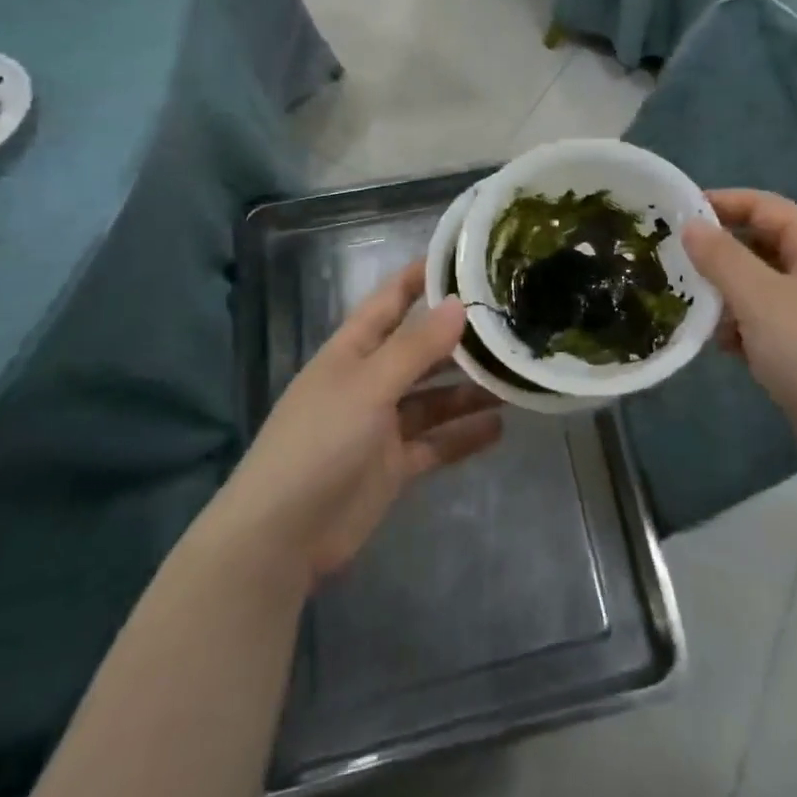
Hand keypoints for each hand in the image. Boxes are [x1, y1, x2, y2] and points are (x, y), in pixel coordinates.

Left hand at [208, 262, 502, 590]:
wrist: (281, 537)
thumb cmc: (320, 443)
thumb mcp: (369, 386)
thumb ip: (416, 347)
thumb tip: (459, 304)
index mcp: (352, 351)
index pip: (390, 301)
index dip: (421, 277)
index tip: (465, 258)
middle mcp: (369, 381)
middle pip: (420, 350)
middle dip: (459, 338)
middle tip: (510, 324)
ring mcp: (381, 425)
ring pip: (434, 398)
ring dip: (469, 389)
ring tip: (514, 378)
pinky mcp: (392, 466)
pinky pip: (436, 442)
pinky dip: (463, 435)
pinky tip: (499, 428)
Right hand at [682, 190, 796, 471]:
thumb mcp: (759, 297)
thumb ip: (721, 257)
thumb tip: (691, 225)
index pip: (763, 205)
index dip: (720, 203)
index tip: (675, 213)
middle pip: (762, 244)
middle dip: (719, 254)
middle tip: (674, 263)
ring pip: (762, 285)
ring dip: (727, 294)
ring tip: (693, 309)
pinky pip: (770, 320)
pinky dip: (745, 326)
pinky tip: (723, 346)